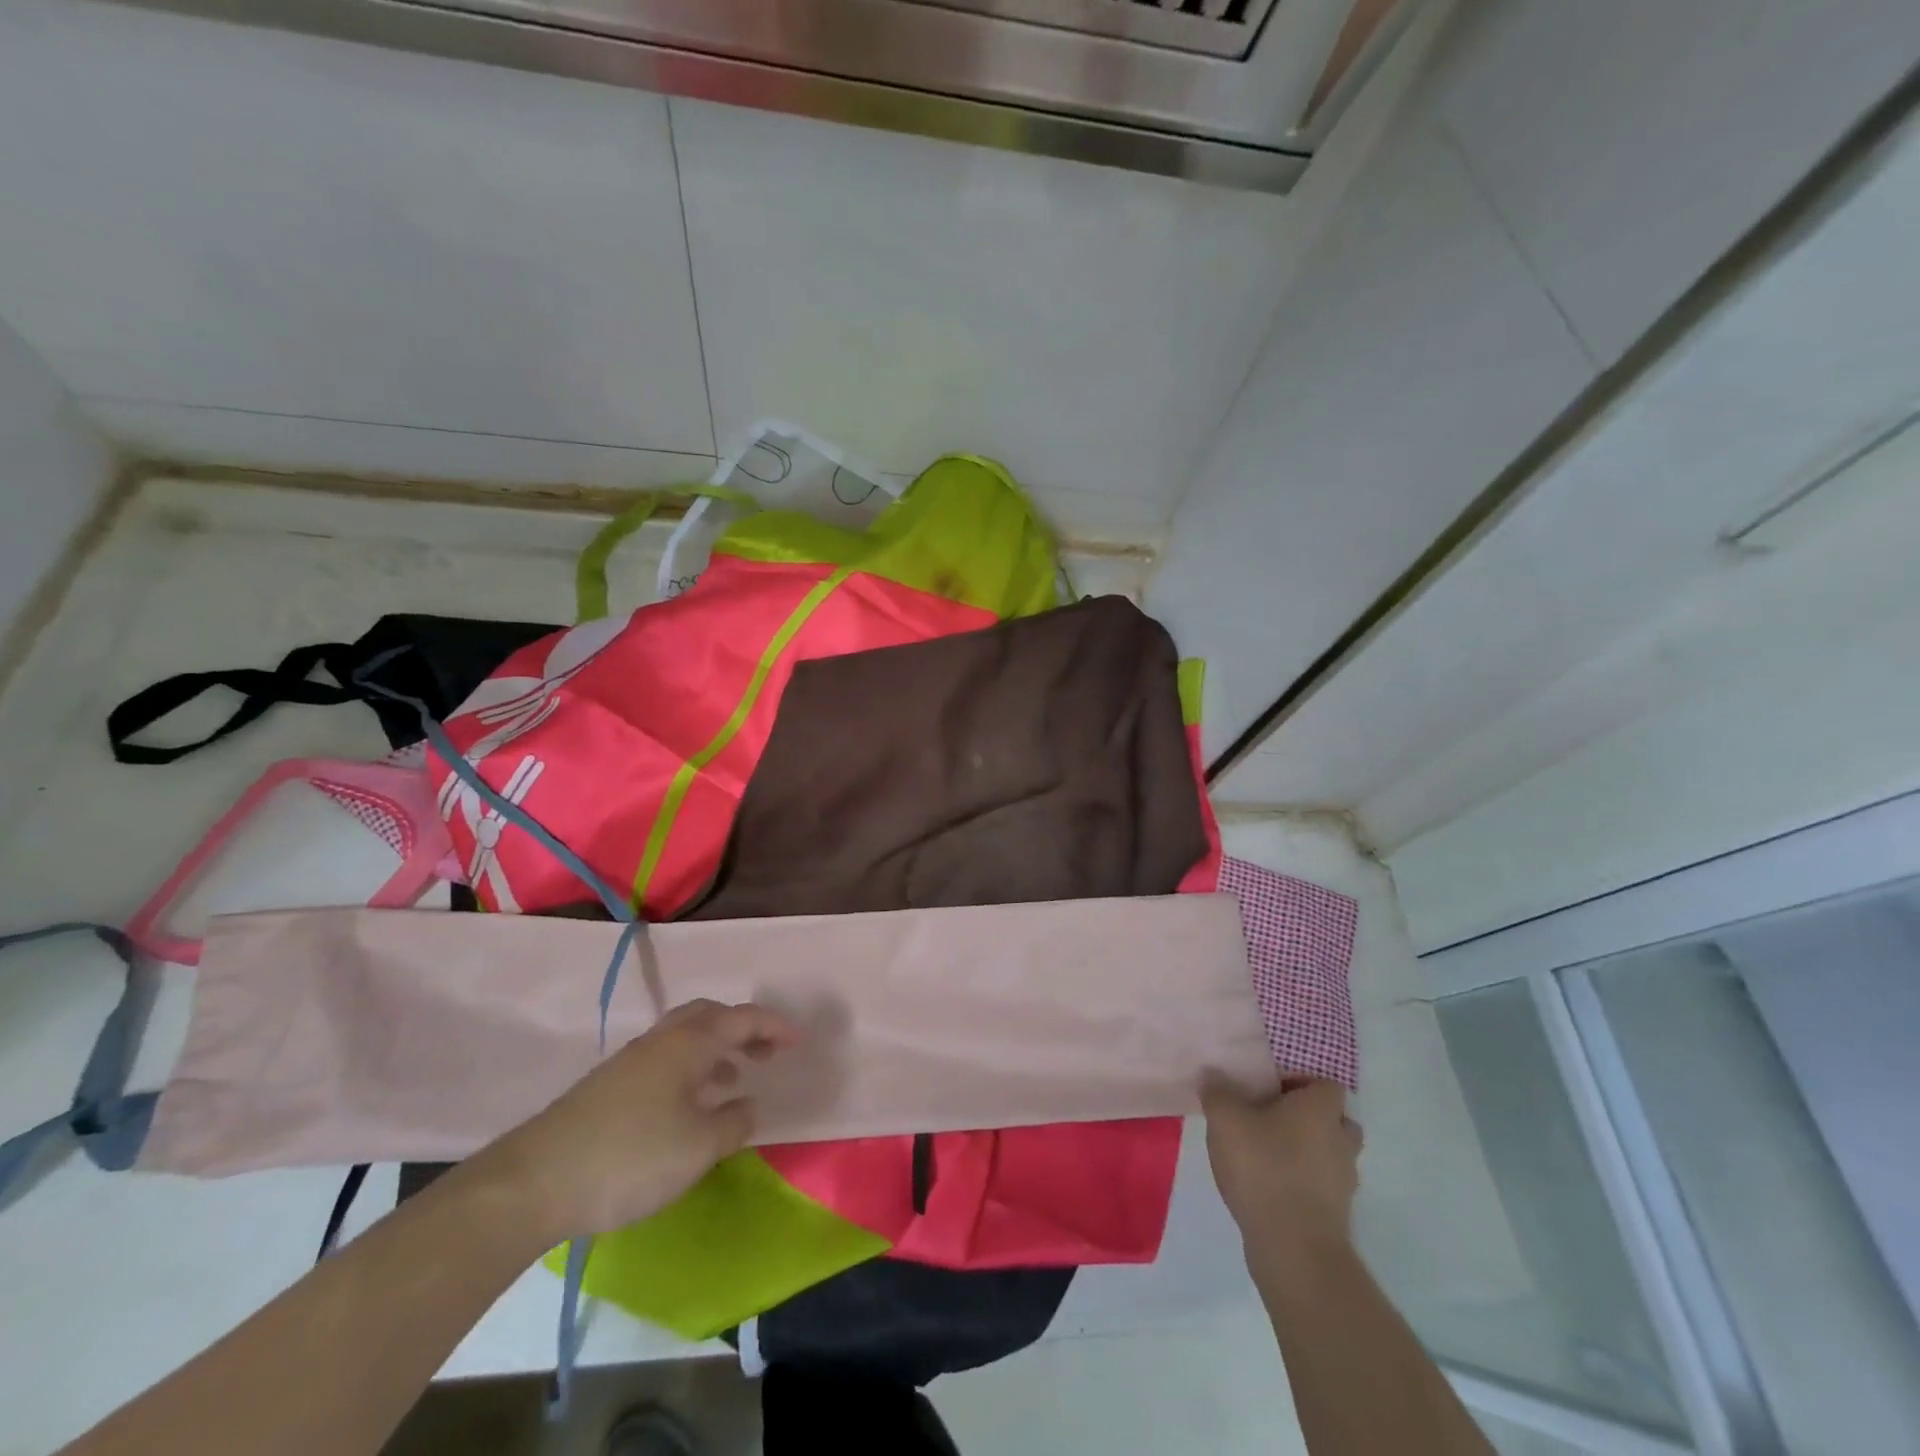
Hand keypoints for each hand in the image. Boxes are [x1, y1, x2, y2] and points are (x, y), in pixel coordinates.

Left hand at [479, 999, 799, 1244]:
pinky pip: (665, 1059)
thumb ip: (734, 1122)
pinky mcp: (609, 1086)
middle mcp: (661, 1041)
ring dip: (716, 1048)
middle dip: (743, 1028)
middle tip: (765, 1053)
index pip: (743, 1019)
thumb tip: (750, 1104)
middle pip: (710, 1015)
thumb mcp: (698, 1148)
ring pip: (685, 1037)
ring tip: (734, 1079)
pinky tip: (689, 1105)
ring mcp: (631, 1061)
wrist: (535, 1182)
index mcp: (689, 1044)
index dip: (775, 1026)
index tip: (798, 1043)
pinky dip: (691, 1068)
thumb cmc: (630, 1157)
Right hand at [1202, 1077, 1361, 1274]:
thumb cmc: (1264, 1168)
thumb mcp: (1226, 1120)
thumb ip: (1217, 1092)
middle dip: (1309, 1117)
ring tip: (1267, 1152)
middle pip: (1334, 1118)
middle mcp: (1340, 1139)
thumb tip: (1212, 1073)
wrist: (1294, 1249)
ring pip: (1331, 1152)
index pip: (1326, 1083)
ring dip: (1308, 1150)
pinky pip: (1322, 1184)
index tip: (1270, 1089)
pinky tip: (1270, 1185)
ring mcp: (1344, 1180)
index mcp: (1321, 1109)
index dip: (1301, 1082)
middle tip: (1272, 1117)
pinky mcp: (1337, 1213)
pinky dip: (1304, 1180)